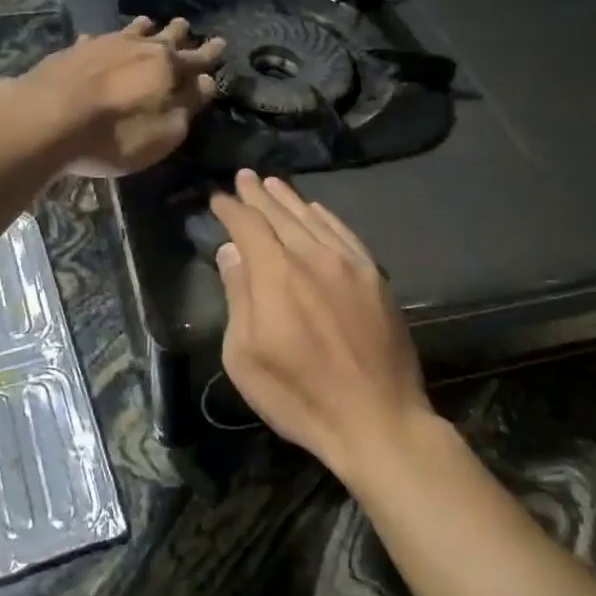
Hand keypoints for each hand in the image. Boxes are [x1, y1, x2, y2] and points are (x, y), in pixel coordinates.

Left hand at [22, 17, 224, 176]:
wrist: (47, 119)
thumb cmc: (116, 134)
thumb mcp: (165, 132)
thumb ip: (188, 106)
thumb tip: (207, 82)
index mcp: (167, 66)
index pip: (197, 57)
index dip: (210, 53)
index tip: (221, 43)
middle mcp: (138, 47)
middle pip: (164, 36)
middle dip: (178, 32)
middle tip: (185, 24)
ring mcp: (103, 45)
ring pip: (129, 31)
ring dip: (143, 28)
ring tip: (148, 22)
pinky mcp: (73, 51)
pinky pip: (96, 40)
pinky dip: (104, 40)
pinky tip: (97, 40)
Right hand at [210, 170, 432, 478]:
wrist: (377, 419)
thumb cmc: (299, 396)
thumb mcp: (246, 356)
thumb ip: (238, 297)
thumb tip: (231, 252)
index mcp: (276, 275)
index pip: (248, 226)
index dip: (231, 209)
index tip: (219, 199)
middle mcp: (313, 257)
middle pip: (281, 215)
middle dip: (259, 195)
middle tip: (245, 177)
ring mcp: (349, 264)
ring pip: (314, 219)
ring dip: (291, 200)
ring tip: (274, 184)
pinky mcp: (374, 277)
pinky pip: (345, 234)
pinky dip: (326, 217)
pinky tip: (317, 210)